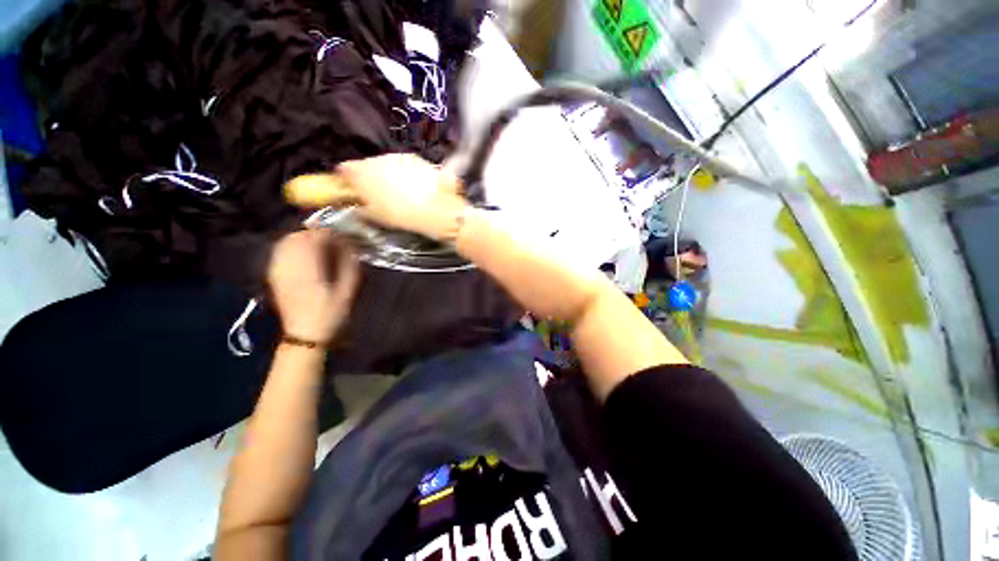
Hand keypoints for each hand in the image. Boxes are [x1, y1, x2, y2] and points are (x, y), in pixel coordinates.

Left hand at [267, 229, 359, 343]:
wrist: (305, 334)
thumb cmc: (330, 312)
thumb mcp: (348, 290)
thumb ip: (349, 265)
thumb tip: (350, 246)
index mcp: (309, 267)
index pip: (317, 237)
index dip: (332, 233)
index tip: (345, 236)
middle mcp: (290, 264)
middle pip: (300, 235)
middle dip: (317, 233)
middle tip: (333, 240)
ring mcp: (278, 269)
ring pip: (287, 241)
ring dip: (304, 238)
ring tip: (319, 245)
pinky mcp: (274, 275)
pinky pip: (280, 252)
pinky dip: (292, 246)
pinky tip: (303, 253)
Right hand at [337, 154, 467, 240]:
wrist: (434, 207)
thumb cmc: (400, 214)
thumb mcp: (375, 216)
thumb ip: (360, 209)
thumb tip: (356, 207)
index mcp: (361, 173)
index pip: (343, 169)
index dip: (345, 178)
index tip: (350, 188)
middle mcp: (376, 159)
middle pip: (365, 165)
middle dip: (368, 176)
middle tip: (376, 192)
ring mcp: (396, 156)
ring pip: (385, 163)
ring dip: (386, 173)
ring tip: (397, 190)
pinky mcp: (414, 158)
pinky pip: (402, 164)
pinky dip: (403, 172)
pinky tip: (412, 186)